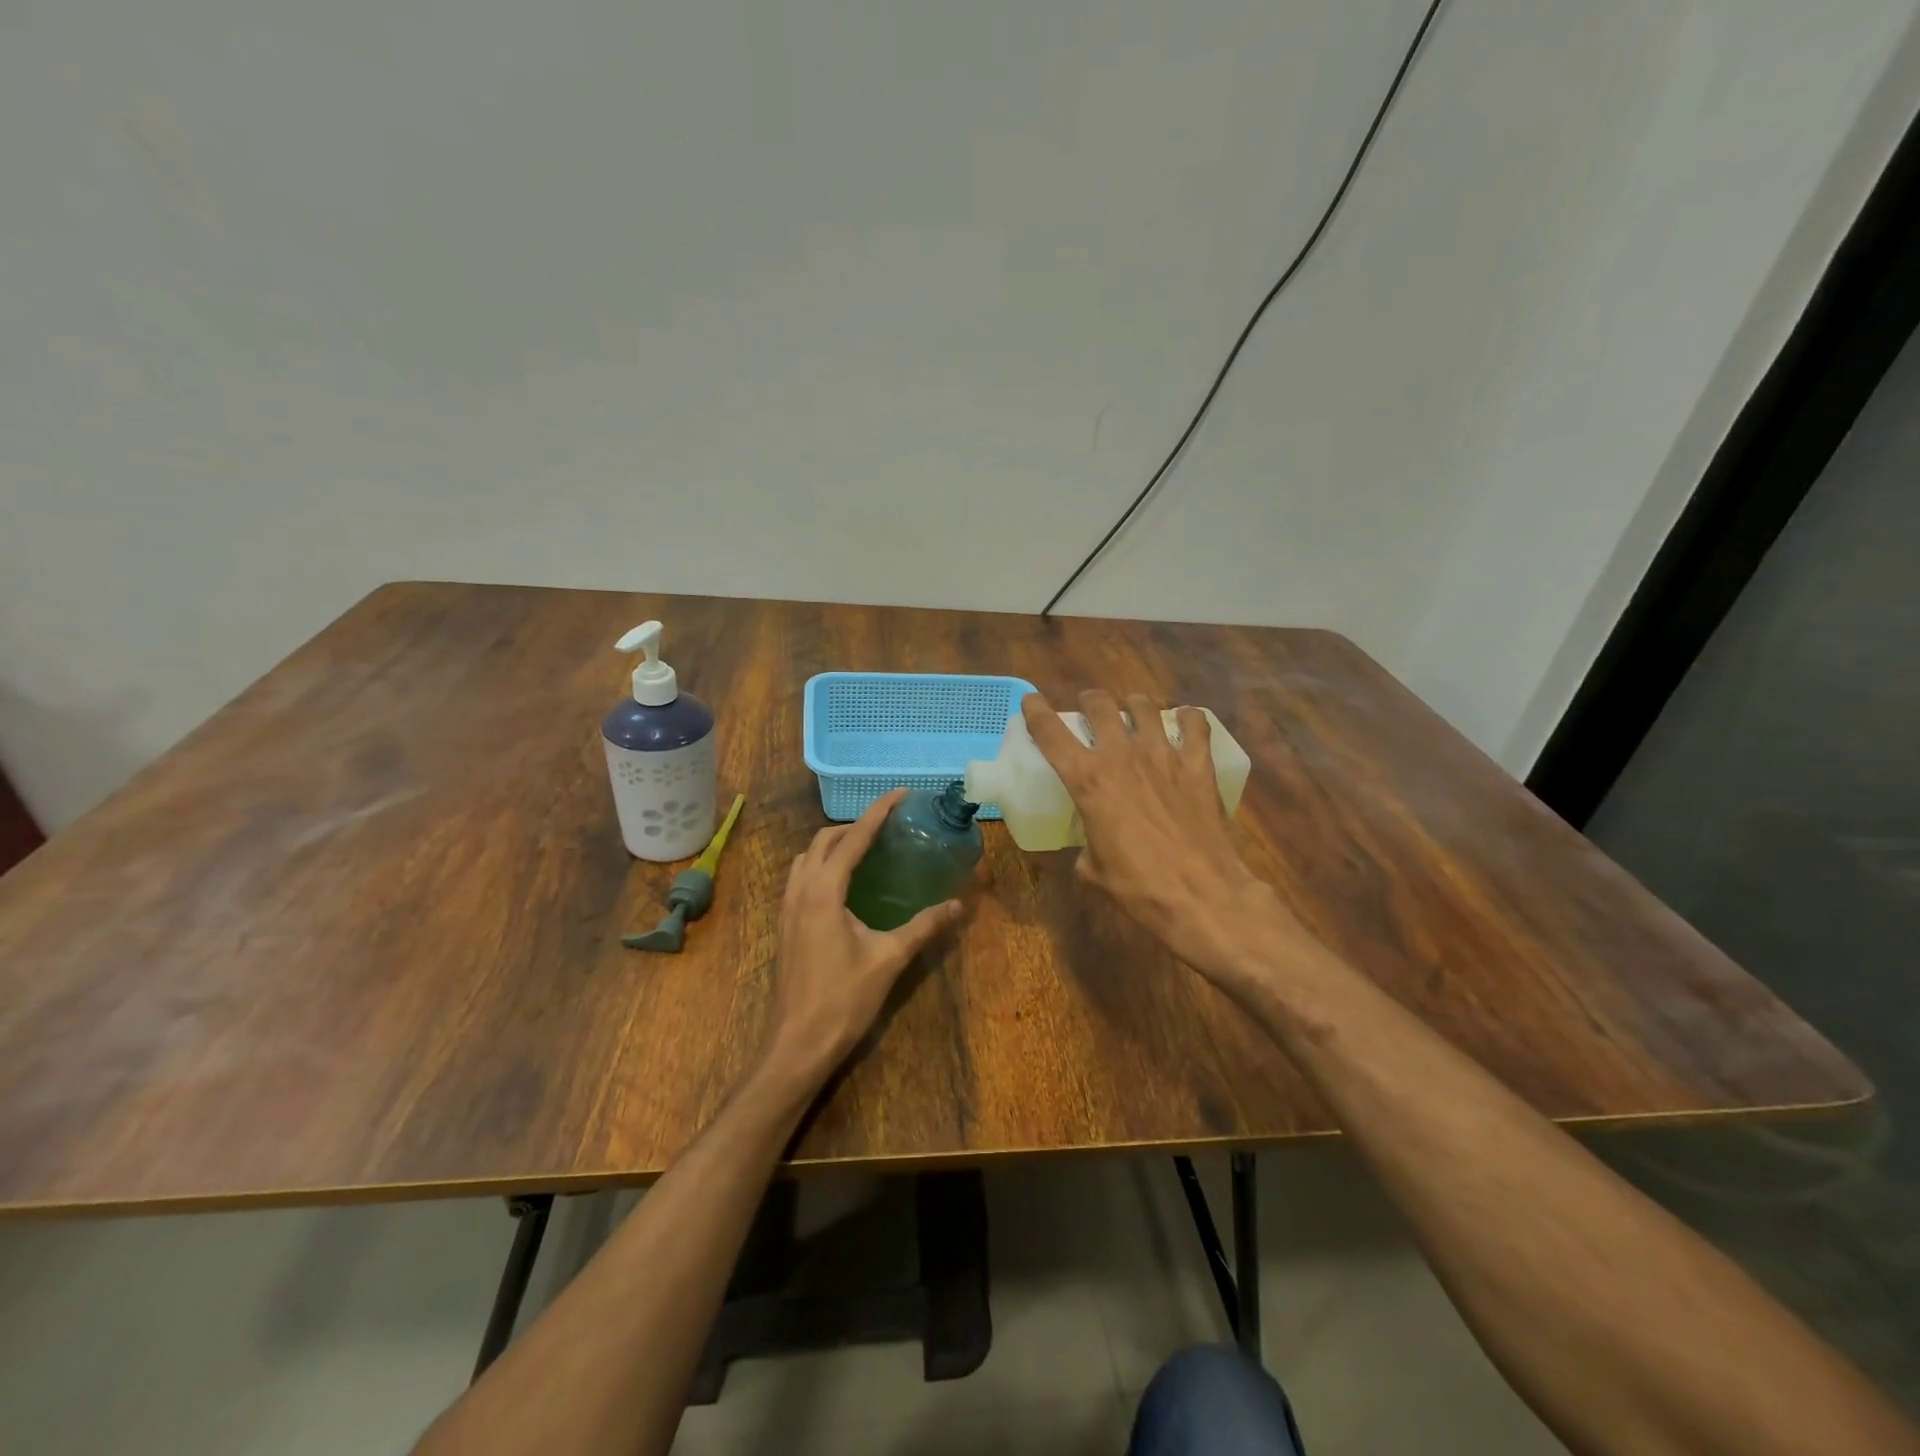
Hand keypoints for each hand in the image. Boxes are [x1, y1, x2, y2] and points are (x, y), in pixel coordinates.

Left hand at [760, 789, 963, 1088]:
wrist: (797, 1044)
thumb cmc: (843, 999)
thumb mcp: (889, 959)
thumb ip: (924, 927)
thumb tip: (958, 905)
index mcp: (824, 891)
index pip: (853, 838)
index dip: (878, 812)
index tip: (901, 794)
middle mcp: (800, 890)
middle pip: (823, 840)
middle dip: (854, 826)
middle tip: (886, 828)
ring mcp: (787, 908)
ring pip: (805, 858)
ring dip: (832, 845)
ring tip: (864, 852)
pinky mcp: (784, 925)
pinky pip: (799, 878)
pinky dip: (819, 866)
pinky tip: (842, 888)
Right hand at [1021, 691, 1304, 987]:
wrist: (1202, 894)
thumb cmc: (1139, 887)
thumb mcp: (1094, 871)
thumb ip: (1086, 848)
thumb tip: (1090, 849)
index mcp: (1087, 781)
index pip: (1051, 733)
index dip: (1036, 711)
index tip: (1031, 701)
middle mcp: (1122, 756)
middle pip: (1100, 705)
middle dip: (1090, 701)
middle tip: (1091, 708)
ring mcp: (1164, 755)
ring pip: (1144, 706)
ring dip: (1133, 705)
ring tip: (1134, 711)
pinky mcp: (1198, 765)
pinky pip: (1195, 725)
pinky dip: (1188, 718)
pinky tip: (1186, 721)